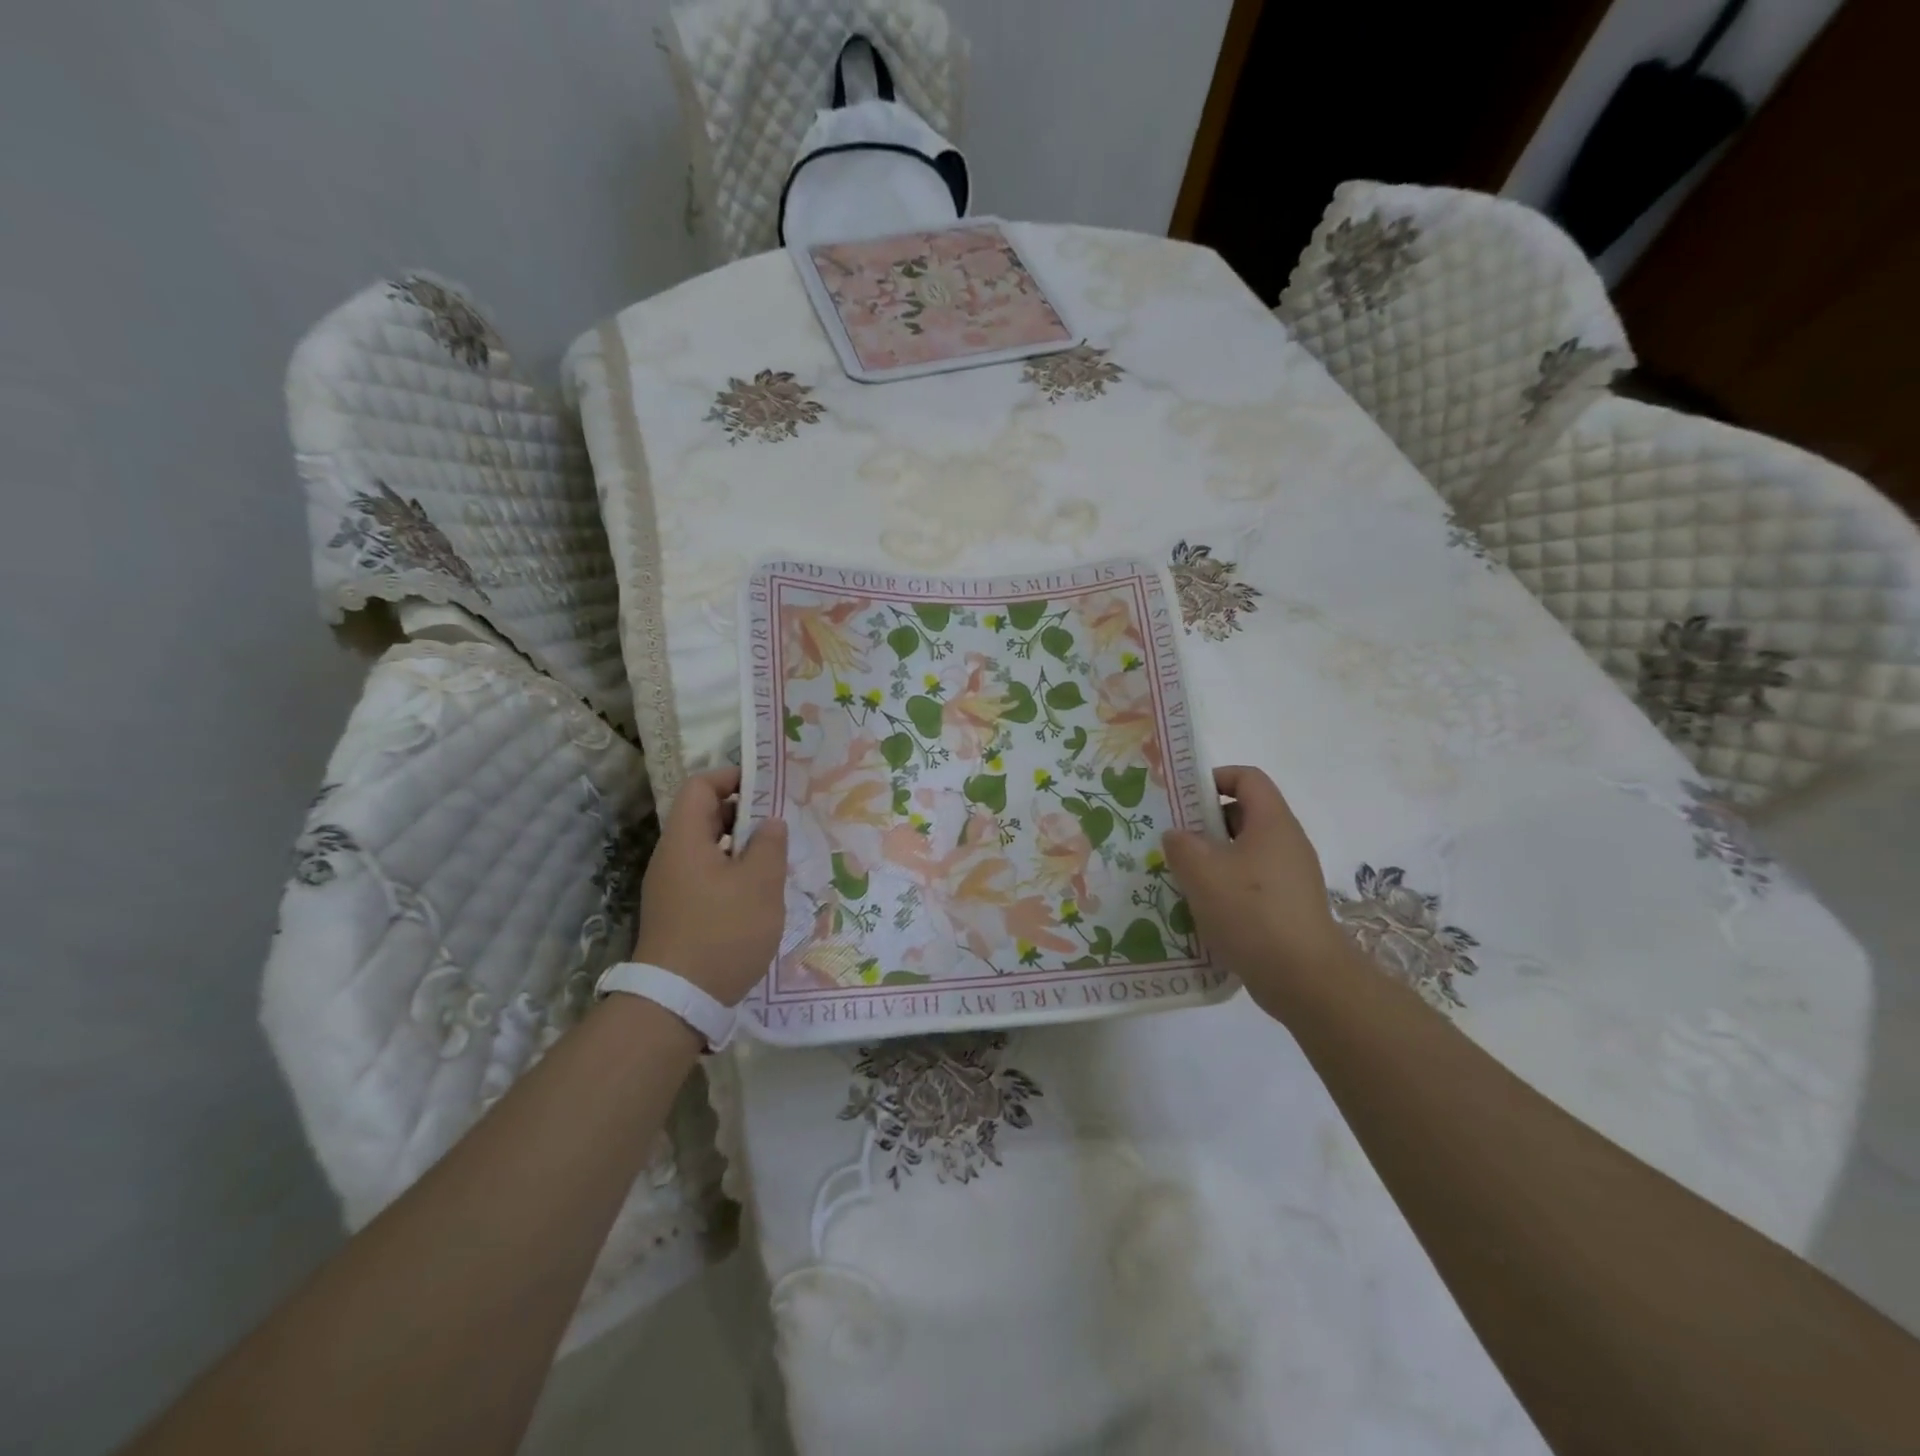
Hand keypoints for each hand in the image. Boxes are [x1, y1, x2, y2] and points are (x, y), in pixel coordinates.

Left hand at [630, 767, 788, 1005]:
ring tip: (774, 857)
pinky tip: (757, 892)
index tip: (767, 786)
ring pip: (707, 848)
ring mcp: (671, 887)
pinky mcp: (677, 912)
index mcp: (685, 840)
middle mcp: (671, 857)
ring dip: (740, 846)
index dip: (732, 777)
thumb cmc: (723, 932)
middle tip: (779, 822)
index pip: (700, 787)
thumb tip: (770, 823)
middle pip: (703, 816)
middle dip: (742, 812)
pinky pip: (705, 875)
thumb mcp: (760, 884)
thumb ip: (769, 845)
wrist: (678, 1001)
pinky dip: (731, 871)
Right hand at [1161, 765, 1355, 1020]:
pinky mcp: (1289, 907)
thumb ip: (1181, 844)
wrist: (1304, 978)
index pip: (1247, 778)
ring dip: (1213, 860)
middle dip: (1206, 824)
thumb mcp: (1202, 871)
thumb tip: (1177, 835)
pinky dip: (1226, 888)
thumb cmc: (1252, 912)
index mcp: (1272, 822)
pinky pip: (1252, 883)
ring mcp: (1292, 877)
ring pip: (1245, 853)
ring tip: (1182, 878)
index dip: (1215, 778)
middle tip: (1174, 842)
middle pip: (1244, 815)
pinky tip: (1203, 910)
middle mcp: (1287, 843)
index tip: (1183, 799)